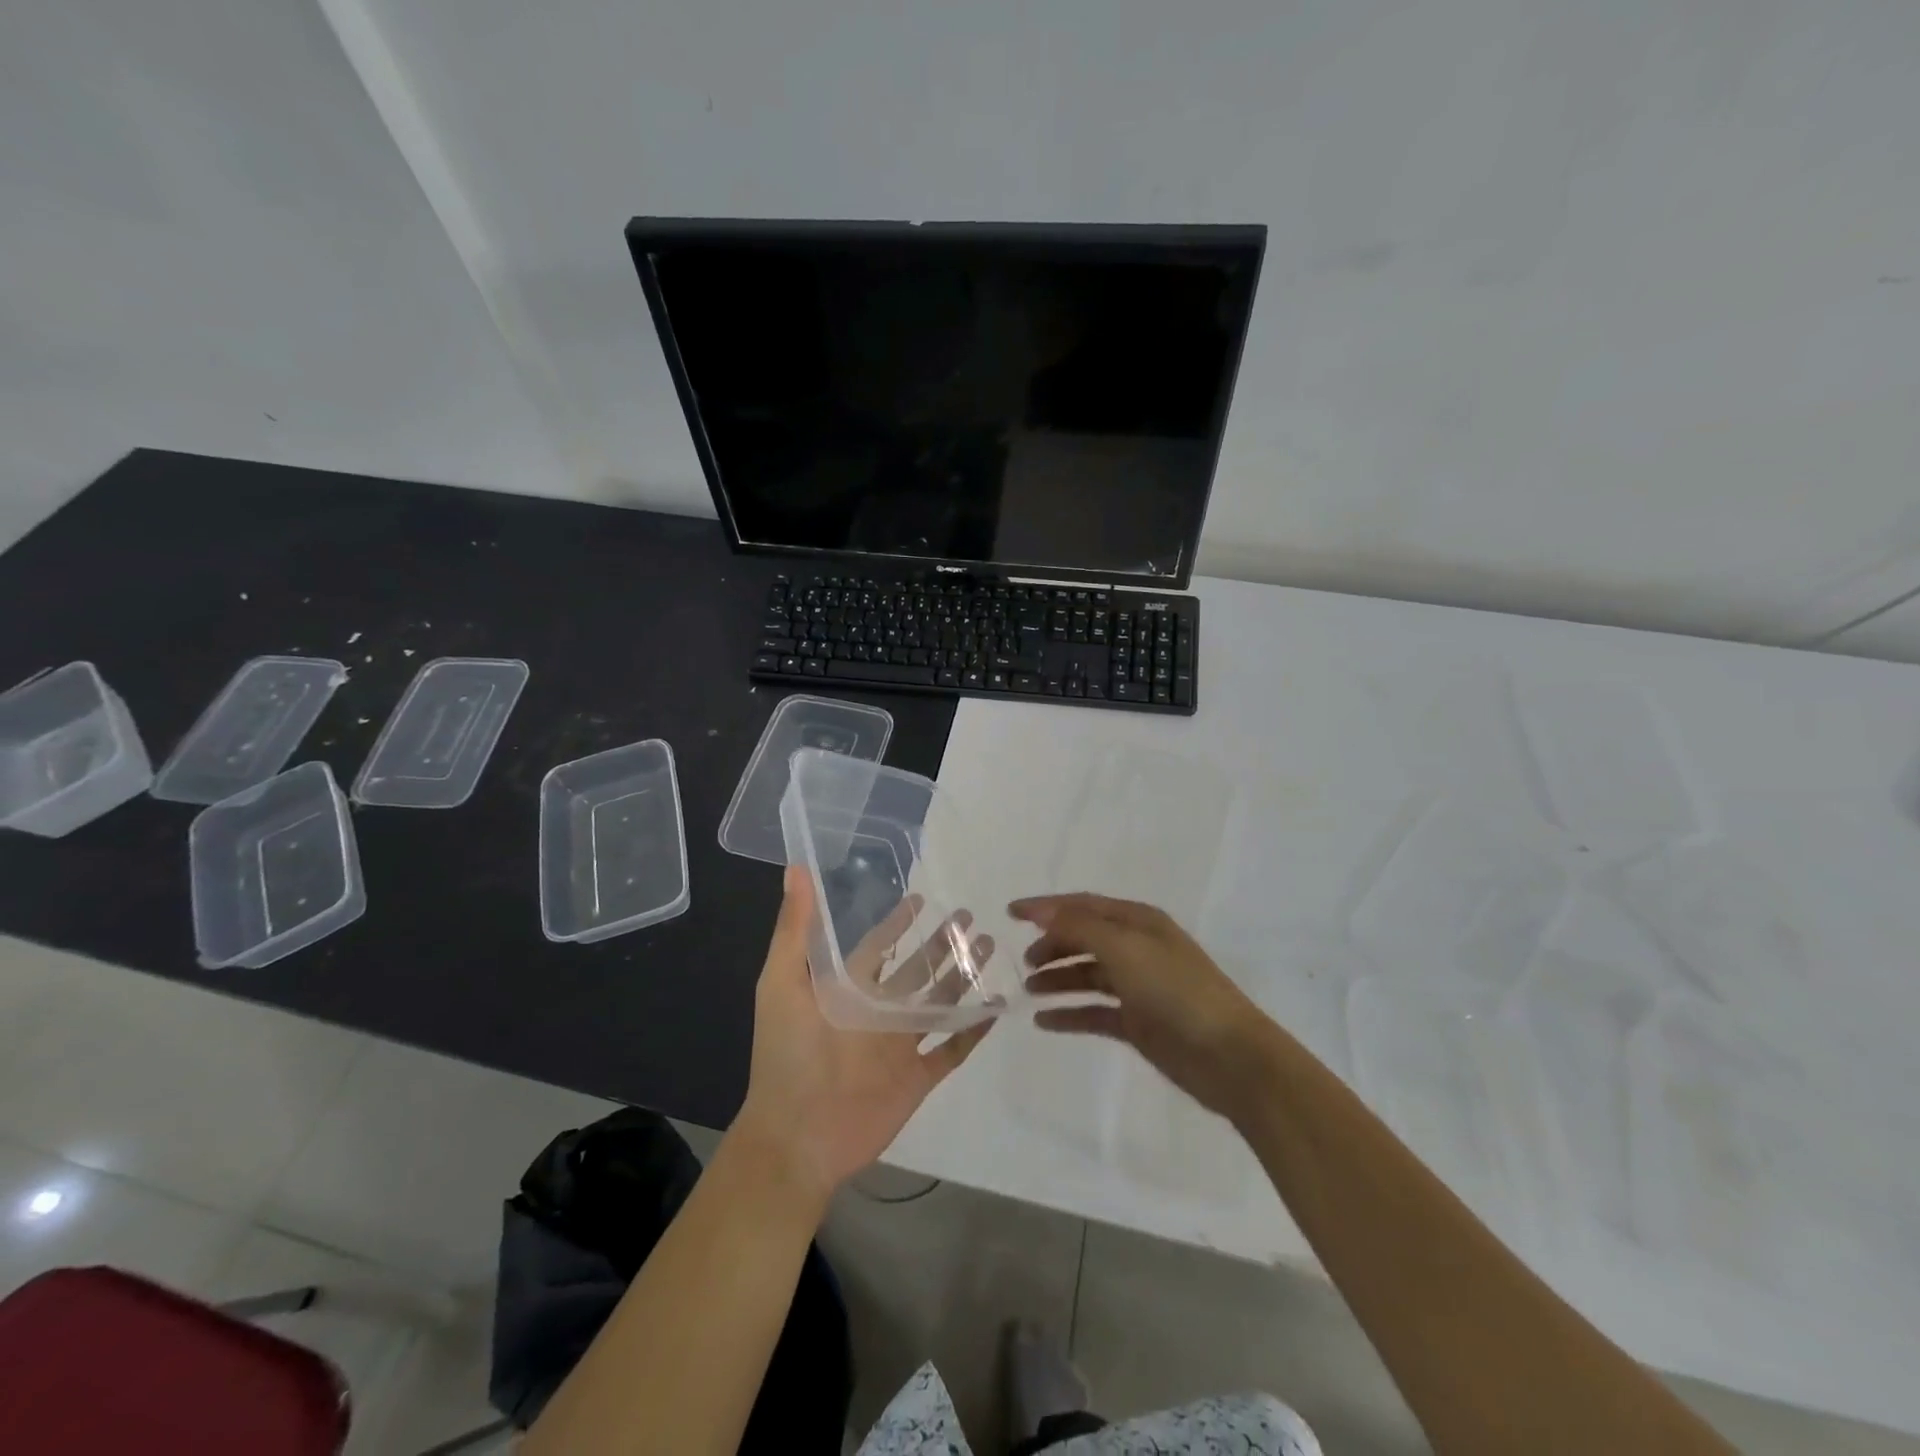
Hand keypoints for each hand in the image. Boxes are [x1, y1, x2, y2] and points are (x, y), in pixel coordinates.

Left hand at [733, 866, 995, 1204]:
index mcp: (849, 988)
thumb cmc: (787, 1054)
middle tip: (969, 916)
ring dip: (963, 975)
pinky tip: (997, 1006)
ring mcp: (900, 1044)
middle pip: (918, 968)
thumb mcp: (781, 983)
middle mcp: (878, 1010)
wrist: (797, 1136)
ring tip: (989, 947)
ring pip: (940, 1001)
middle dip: (942, 943)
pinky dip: (974, 1029)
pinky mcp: (918, 1077)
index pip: (880, 945)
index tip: (921, 897)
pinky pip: (953, 1048)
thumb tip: (796, 869)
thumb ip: (795, 929)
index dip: (898, 923)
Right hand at [1010, 892, 1273, 1119]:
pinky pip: (1094, 1012)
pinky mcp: (1138, 1023)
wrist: (1229, 1056)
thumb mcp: (1124, 948)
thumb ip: (1080, 927)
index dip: (1046, 907)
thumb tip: (1042, 910)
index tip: (1009, 913)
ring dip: (1057, 979)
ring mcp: (1138, 987)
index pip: (1083, 905)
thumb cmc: (1175, 991)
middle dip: (1052, 945)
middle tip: (1023, 961)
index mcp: (1138, 922)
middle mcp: (1137, 948)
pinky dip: (1069, 1014)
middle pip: (1084, 938)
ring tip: (1028, 990)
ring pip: (1087, 975)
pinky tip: (1044, 1021)